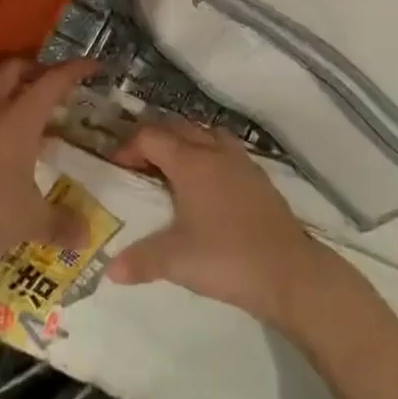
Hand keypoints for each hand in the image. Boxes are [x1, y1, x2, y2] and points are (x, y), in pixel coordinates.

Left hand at [0, 56, 94, 271]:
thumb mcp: (31, 220)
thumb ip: (61, 223)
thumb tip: (87, 236)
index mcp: (19, 118)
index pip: (53, 81)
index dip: (76, 69)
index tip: (94, 66)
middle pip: (14, 70)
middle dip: (37, 69)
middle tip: (56, 85)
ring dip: (12, 93)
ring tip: (31, 116)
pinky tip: (4, 148)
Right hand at [104, 120, 333, 327]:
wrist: (288, 270)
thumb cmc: (226, 257)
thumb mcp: (176, 260)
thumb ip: (141, 260)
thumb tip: (109, 269)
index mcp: (191, 162)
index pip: (152, 137)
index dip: (129, 147)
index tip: (117, 167)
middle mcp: (214, 151)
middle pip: (178, 128)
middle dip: (155, 139)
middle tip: (138, 163)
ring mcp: (240, 161)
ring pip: (205, 134)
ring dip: (184, 141)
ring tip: (171, 168)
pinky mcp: (258, 176)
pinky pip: (225, 149)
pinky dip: (208, 154)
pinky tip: (206, 183)